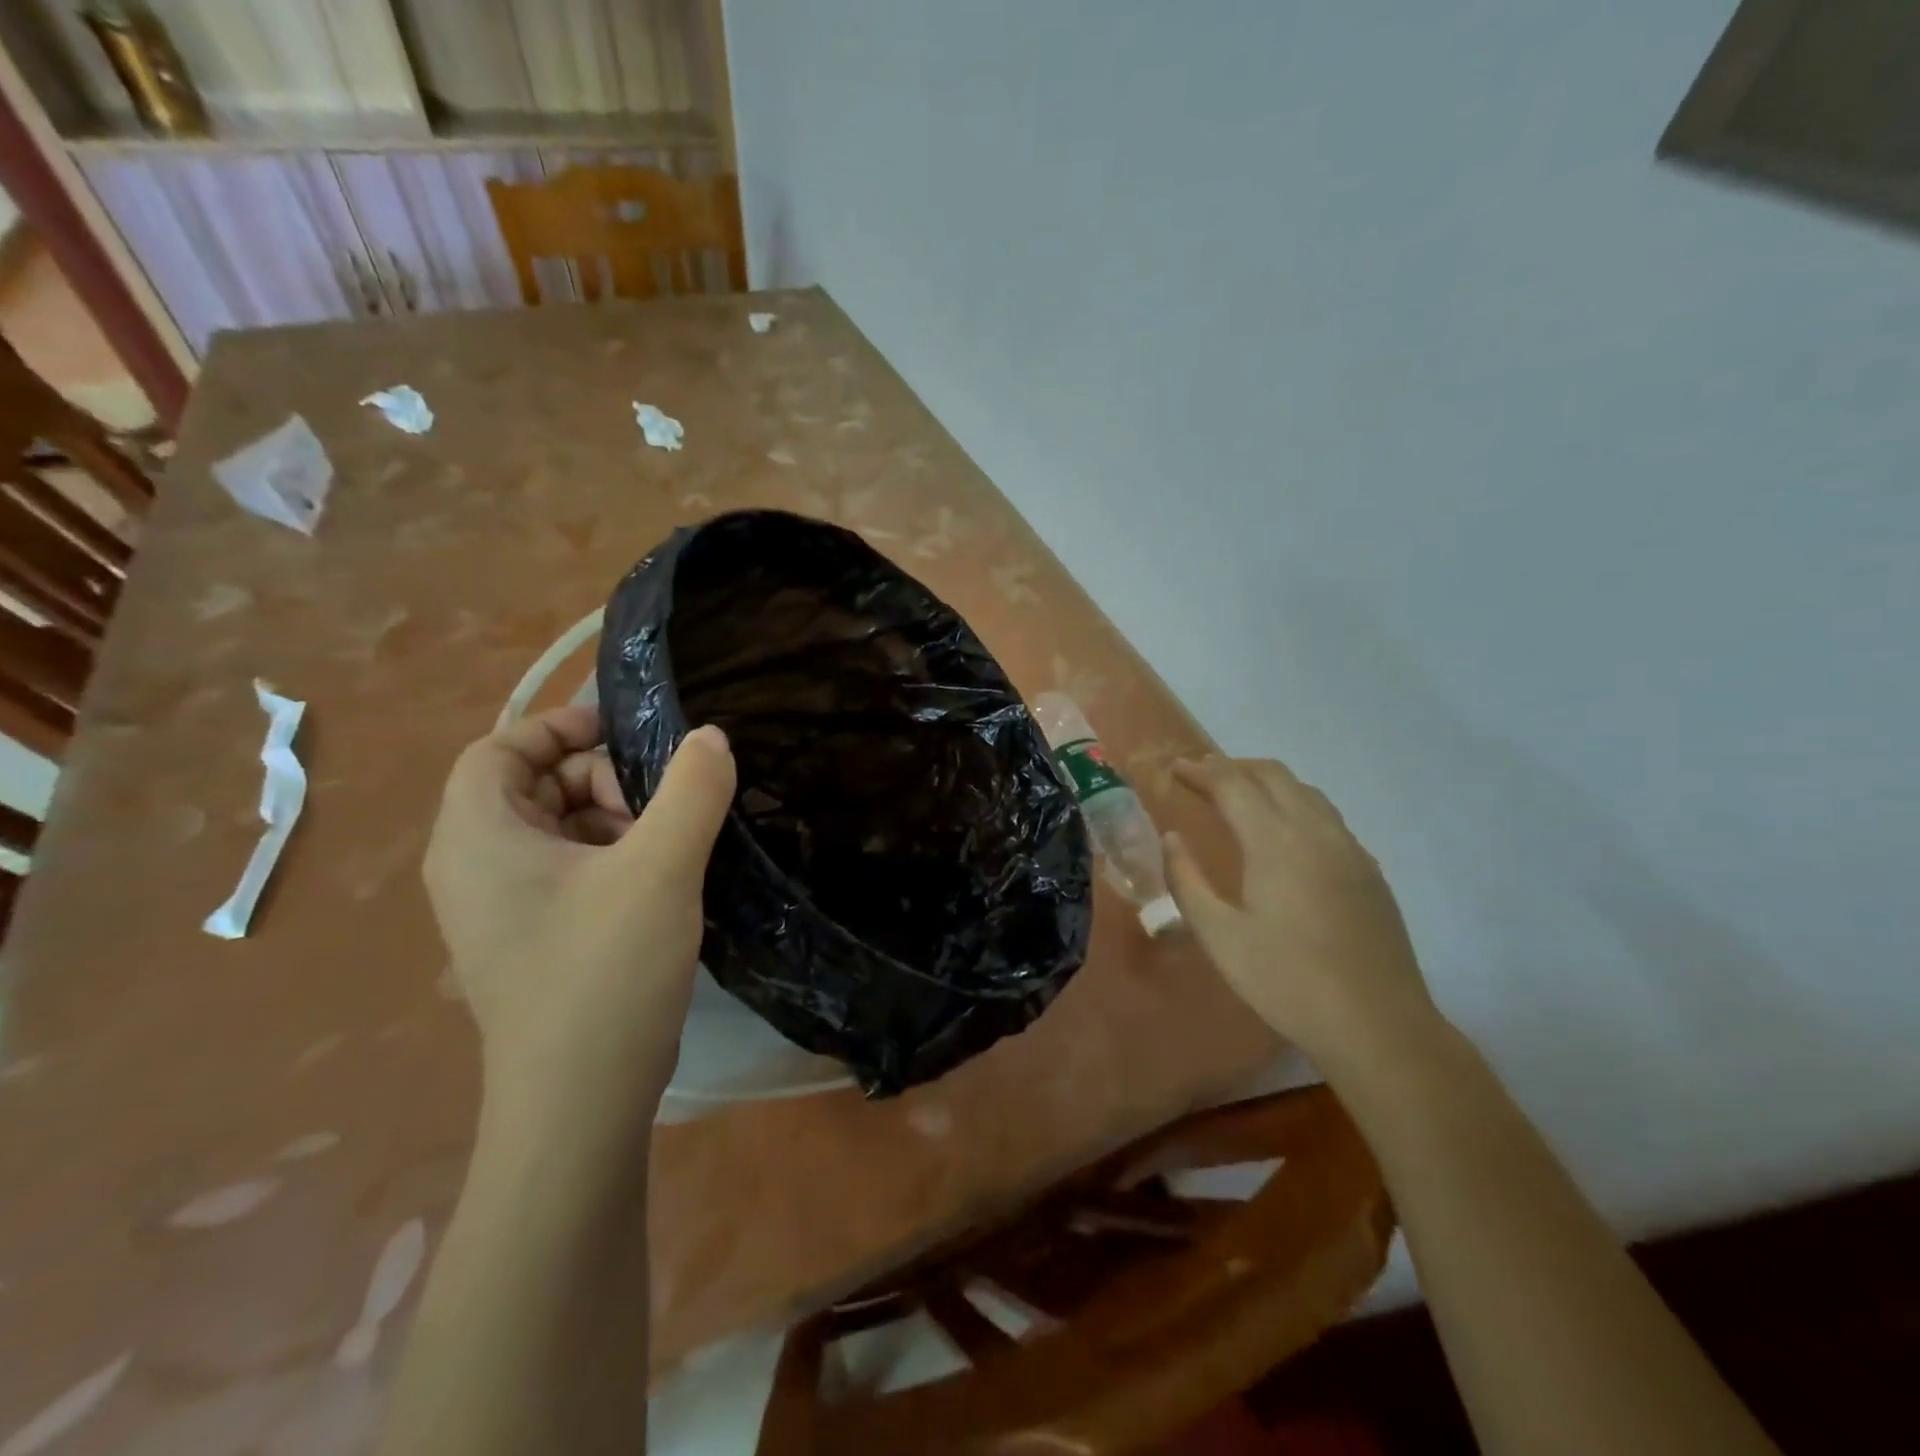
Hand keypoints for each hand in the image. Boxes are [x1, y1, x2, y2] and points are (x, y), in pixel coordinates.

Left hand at [423, 705, 735, 1121]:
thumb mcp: (660, 867)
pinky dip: (613, 859)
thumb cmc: (605, 970)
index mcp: (478, 837)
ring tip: (668, 847)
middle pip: (533, 786)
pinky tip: (661, 882)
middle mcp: (474, 868)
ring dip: (615, 820)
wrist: (582, 1102)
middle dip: (601, 779)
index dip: (558, 728)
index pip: (498, 749)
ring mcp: (502, 910)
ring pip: (558, 830)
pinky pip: (568, 872)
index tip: (625, 732)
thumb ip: (691, 790)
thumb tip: (711, 737)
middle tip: (660, 803)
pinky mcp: (533, 941)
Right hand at [1164, 757, 1435, 1067]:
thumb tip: (1172, 838)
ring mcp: (1349, 849)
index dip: (1200, 770)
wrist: (1378, 1026)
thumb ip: (1187, 881)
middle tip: (1200, 776)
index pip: (1232, 784)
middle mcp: (1316, 831)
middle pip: (1273, 775)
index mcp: (1275, 842)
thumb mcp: (1219, 936)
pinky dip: (1294, 804)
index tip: (1175, 768)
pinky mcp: (1368, 870)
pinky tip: (1284, 834)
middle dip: (1232, 766)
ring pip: (1305, 791)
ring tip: (1238, 795)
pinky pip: (1327, 816)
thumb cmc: (1287, 982)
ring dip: (1266, 782)